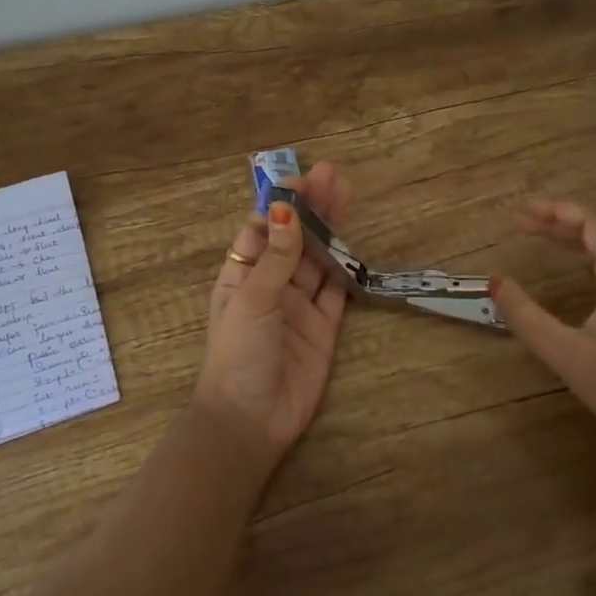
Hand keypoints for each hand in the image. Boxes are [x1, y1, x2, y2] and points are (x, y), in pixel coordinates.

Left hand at [194, 162, 352, 473]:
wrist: (250, 420)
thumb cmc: (238, 353)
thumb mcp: (252, 298)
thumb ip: (276, 256)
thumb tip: (286, 208)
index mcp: (242, 274)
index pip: (262, 228)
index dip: (281, 203)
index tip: (301, 178)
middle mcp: (271, 285)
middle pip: (294, 238)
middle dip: (311, 208)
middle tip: (333, 175)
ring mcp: (298, 305)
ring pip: (318, 259)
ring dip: (331, 229)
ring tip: (347, 194)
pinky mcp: (323, 327)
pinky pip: (337, 291)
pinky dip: (346, 268)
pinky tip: (357, 241)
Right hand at [491, 200, 595, 481]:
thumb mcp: (567, 355)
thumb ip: (527, 316)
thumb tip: (494, 281)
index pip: (592, 221)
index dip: (554, 210)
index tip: (519, 213)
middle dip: (559, 221)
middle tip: (520, 223)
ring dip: (575, 237)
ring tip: (538, 237)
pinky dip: (590, 255)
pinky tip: (573, 268)